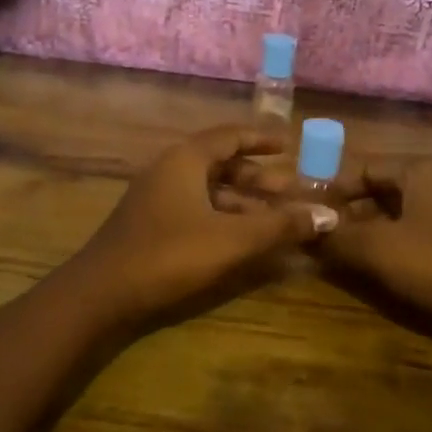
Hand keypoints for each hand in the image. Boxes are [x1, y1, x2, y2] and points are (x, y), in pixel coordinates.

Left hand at [67, 126, 335, 330]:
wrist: (101, 294)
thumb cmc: (169, 255)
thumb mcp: (232, 239)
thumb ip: (280, 226)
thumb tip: (330, 215)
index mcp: (185, 160)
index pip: (230, 136)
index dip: (261, 139)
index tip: (289, 144)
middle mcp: (169, 171)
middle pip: (221, 165)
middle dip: (259, 178)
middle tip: (292, 191)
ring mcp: (157, 200)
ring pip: (209, 191)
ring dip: (243, 202)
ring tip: (277, 219)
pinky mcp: (151, 227)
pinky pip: (197, 211)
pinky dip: (224, 219)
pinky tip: (244, 240)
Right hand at [319, 155, 431, 367]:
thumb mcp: (378, 249)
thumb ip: (335, 236)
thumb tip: (299, 228)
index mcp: (419, 169)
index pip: (361, 168)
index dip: (329, 190)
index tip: (301, 213)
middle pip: (374, 190)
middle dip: (342, 213)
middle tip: (310, 234)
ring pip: (387, 214)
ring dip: (359, 232)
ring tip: (327, 252)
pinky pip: (404, 233)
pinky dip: (380, 245)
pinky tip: (358, 265)